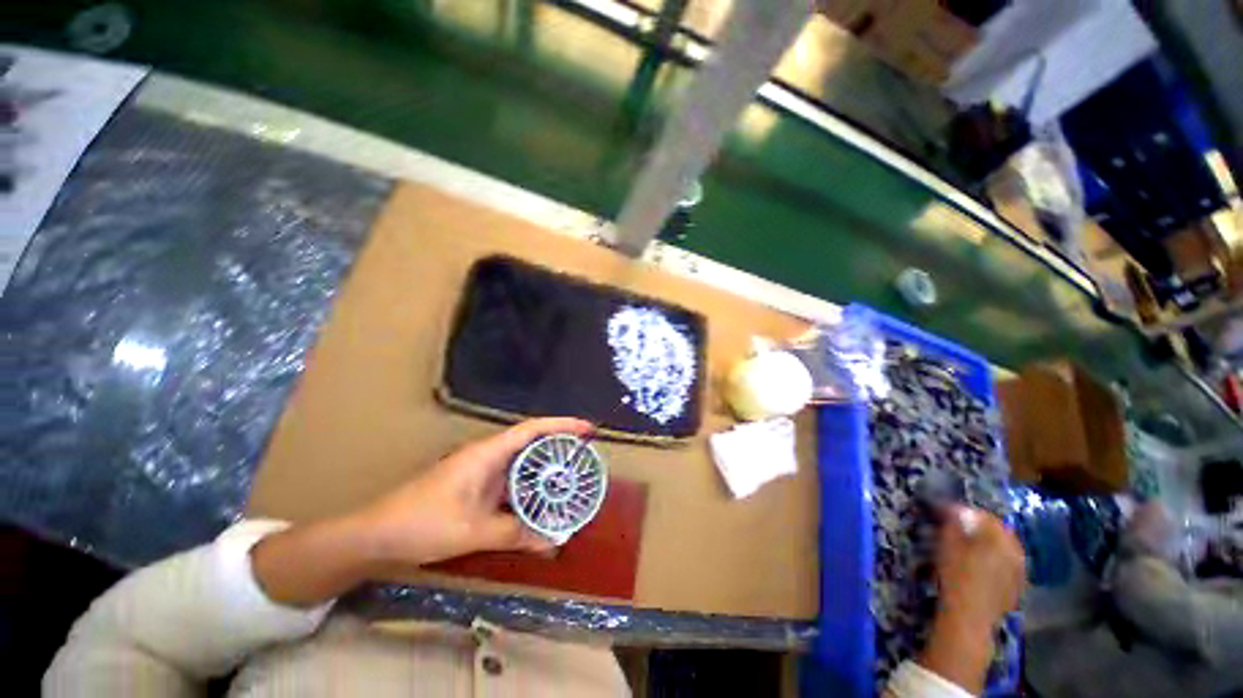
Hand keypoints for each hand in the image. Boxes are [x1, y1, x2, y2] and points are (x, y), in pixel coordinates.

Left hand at [354, 417, 590, 565]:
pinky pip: (511, 480)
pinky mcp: (476, 486)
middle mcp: (488, 456)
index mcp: (488, 453)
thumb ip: (514, 534)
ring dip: (545, 466)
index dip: (562, 425)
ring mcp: (481, 471)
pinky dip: (529, 485)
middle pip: (531, 441)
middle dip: (559, 444)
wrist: (375, 535)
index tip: (587, 429)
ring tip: (571, 476)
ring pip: (521, 461)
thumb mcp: (472, 531)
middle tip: (586, 456)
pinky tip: (540, 500)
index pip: (532, 429)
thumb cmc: (421, 523)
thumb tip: (554, 541)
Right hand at [918, 506, 1024, 693]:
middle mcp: (1016, 553)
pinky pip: (1008, 566)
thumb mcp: (948, 544)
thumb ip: (954, 522)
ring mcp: (1020, 573)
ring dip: (989, 544)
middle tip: (959, 527)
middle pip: (1000, 533)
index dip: (966, 512)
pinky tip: (981, 566)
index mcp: (1001, 539)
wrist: (968, 618)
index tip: (948, 511)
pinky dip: (995, 561)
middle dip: (981, 527)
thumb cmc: (956, 576)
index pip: (986, 517)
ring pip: (1006, 550)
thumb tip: (956, 508)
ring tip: (969, 546)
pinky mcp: (1016, 588)